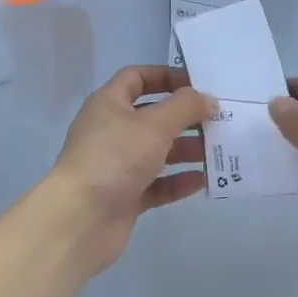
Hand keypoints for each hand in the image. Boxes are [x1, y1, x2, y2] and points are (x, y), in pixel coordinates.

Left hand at [33, 66, 215, 277]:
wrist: (80, 219)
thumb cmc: (115, 158)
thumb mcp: (154, 124)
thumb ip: (185, 107)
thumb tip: (208, 99)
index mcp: (109, 104)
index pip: (137, 78)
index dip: (166, 77)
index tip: (197, 85)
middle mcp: (111, 130)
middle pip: (152, 115)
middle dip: (184, 117)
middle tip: (217, 121)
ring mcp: (117, 165)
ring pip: (157, 151)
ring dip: (186, 149)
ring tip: (217, 150)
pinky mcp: (125, 196)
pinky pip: (157, 184)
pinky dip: (178, 181)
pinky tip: (203, 181)